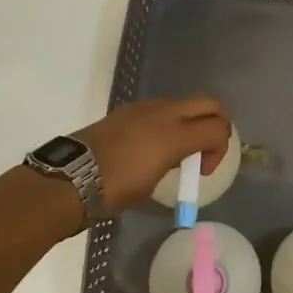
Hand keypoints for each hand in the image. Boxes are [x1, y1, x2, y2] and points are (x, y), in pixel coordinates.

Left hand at [76, 97, 232, 216]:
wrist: (71, 178)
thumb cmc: (115, 189)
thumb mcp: (154, 183)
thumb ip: (176, 161)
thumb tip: (179, 158)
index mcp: (175, 134)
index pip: (219, 127)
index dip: (221, 149)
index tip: (202, 171)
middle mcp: (164, 113)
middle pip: (209, 104)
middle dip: (217, 123)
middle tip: (206, 148)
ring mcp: (144, 107)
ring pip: (184, 104)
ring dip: (191, 122)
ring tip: (175, 152)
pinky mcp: (127, 109)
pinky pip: (160, 109)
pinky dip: (168, 122)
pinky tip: (151, 146)